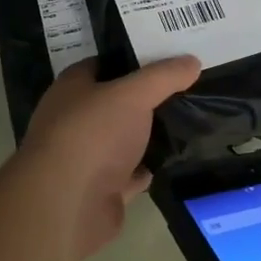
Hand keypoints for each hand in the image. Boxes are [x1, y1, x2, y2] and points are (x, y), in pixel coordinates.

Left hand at [14, 57, 200, 259]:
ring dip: (149, 134)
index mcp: (72, 88)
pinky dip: (148, 167)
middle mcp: (75, 119)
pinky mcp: (100, 189)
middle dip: (146, 96)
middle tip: (186, 86)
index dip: (134, 58)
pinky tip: (174, 158)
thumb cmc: (93, 135)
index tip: (168, 54)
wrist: (68, 205)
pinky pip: (130, 172)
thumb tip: (192, 61)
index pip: (104, 63)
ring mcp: (86, 156)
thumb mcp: (133, 94)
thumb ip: (163, 76)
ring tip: (187, 119)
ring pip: (124, 138)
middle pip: (115, 101)